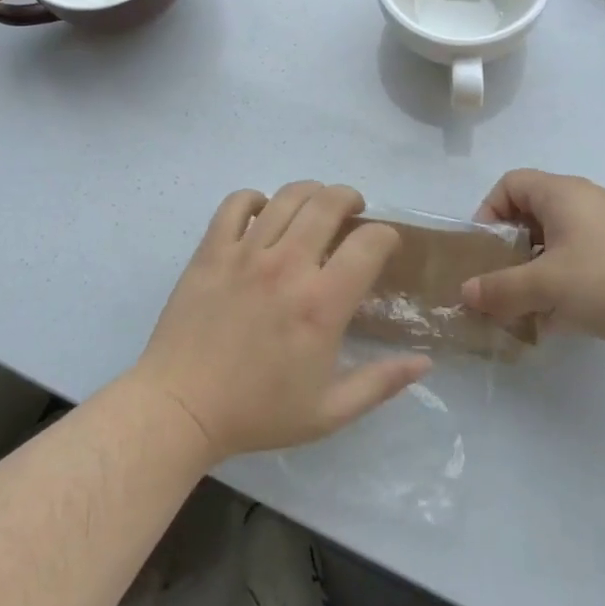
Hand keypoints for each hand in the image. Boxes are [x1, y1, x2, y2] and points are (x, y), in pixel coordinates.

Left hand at [128, 182, 430, 461]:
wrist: (179, 408)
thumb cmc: (257, 413)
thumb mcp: (329, 412)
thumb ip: (380, 383)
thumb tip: (424, 361)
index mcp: (321, 303)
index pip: (369, 243)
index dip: (386, 235)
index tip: (384, 244)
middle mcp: (287, 266)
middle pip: (328, 203)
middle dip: (350, 198)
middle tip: (353, 210)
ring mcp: (245, 253)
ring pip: (286, 196)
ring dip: (310, 192)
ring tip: (315, 204)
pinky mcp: (211, 251)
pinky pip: (235, 204)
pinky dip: (254, 198)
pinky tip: (263, 211)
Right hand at [461, 170, 604, 355]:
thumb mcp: (548, 284)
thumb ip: (501, 289)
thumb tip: (465, 293)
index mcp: (561, 194)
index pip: (509, 184)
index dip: (488, 212)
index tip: (484, 251)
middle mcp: (582, 205)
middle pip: (529, 217)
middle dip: (508, 253)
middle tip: (498, 286)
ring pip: (553, 246)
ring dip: (533, 276)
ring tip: (522, 311)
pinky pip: (578, 266)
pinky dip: (561, 288)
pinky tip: (555, 323)